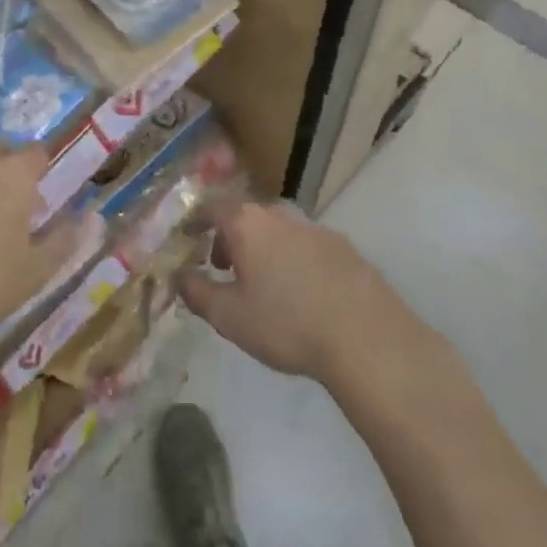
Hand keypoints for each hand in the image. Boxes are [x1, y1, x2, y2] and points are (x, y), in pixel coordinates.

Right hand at [175, 200, 445, 389]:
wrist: (368, 339)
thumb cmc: (287, 324)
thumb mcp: (229, 317)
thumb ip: (197, 292)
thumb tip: (178, 275)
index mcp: (247, 223)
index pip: (211, 207)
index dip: (196, 221)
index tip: (187, 237)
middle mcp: (280, 215)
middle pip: (245, 217)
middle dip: (230, 238)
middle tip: (223, 268)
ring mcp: (315, 229)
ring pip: (277, 231)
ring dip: (263, 250)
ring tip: (262, 285)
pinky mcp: (344, 248)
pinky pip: (305, 247)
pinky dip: (293, 260)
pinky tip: (301, 294)